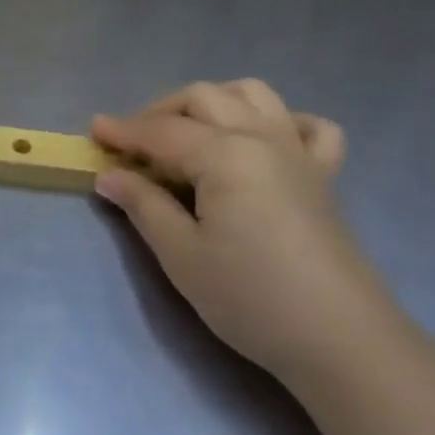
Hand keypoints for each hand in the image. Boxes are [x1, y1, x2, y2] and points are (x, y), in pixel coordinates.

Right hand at [92, 80, 404, 391]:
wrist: (341, 340)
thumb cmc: (251, 298)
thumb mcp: (182, 256)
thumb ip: (144, 206)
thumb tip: (109, 175)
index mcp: (224, 153)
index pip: (161, 132)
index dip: (123, 131)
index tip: (92, 131)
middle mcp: (260, 136)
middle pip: (202, 98)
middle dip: (160, 111)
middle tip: (134, 144)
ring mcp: (297, 152)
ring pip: (252, 94)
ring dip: (214, 101)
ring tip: (190, 131)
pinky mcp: (323, 175)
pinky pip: (309, 127)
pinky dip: (282, 121)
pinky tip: (263, 141)